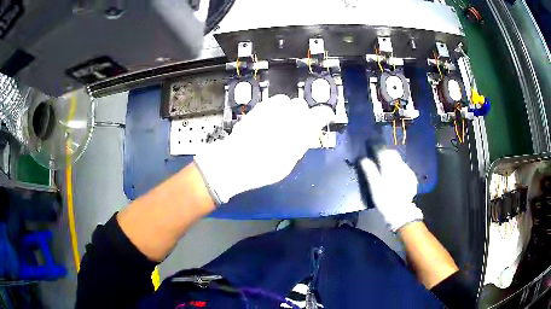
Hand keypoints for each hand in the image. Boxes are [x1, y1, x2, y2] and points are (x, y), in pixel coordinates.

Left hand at [194, 94, 333, 203]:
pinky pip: (271, 102)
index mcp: (299, 130)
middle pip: (300, 105)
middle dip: (302, 113)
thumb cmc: (263, 169)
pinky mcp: (257, 109)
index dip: (323, 115)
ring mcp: (270, 109)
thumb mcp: (288, 162)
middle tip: (297, 125)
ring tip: (281, 121)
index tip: (324, 117)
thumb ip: (300, 144)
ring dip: (287, 109)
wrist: (234, 162)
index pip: (319, 114)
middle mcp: (287, 115)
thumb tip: (306, 133)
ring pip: (285, 100)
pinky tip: (269, 120)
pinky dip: (274, 109)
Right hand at [360, 149, 422, 230]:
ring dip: (393, 162)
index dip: (378, 150)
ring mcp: (408, 172)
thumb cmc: (385, 200)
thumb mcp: (375, 187)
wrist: (401, 212)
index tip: (373, 151)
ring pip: (399, 160)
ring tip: (388, 169)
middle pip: (393, 154)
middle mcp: (400, 166)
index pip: (384, 152)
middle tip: (379, 159)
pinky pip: (405, 168)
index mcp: (390, 167)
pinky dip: (399, 169)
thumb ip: (370, 172)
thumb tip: (363, 159)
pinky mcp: (412, 178)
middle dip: (386, 154)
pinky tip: (397, 177)